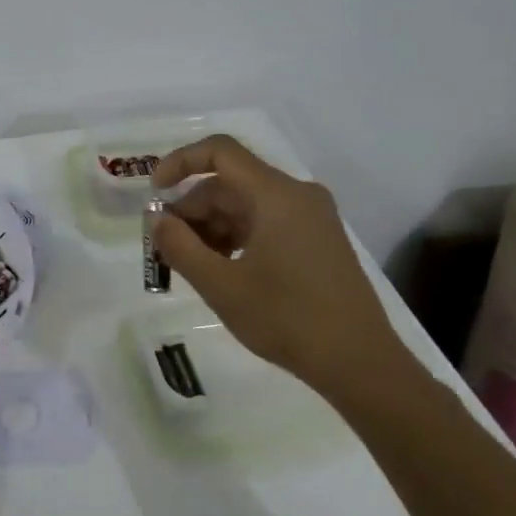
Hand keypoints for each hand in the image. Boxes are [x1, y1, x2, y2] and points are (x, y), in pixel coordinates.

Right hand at [150, 135, 424, 403]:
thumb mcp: (221, 285)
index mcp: (277, 195)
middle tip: (167, 246)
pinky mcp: (317, 240)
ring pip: (246, 205)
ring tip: (193, 265)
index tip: (155, 192)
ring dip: (212, 226)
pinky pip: (265, 222)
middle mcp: (297, 195)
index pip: (220, 151)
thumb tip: (157, 219)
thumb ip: (180, 246)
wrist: (360, 363)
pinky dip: (236, 237)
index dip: (180, 162)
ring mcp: (312, 218)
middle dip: (193, 208)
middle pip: (230, 182)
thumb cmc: (287, 319)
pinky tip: (223, 270)